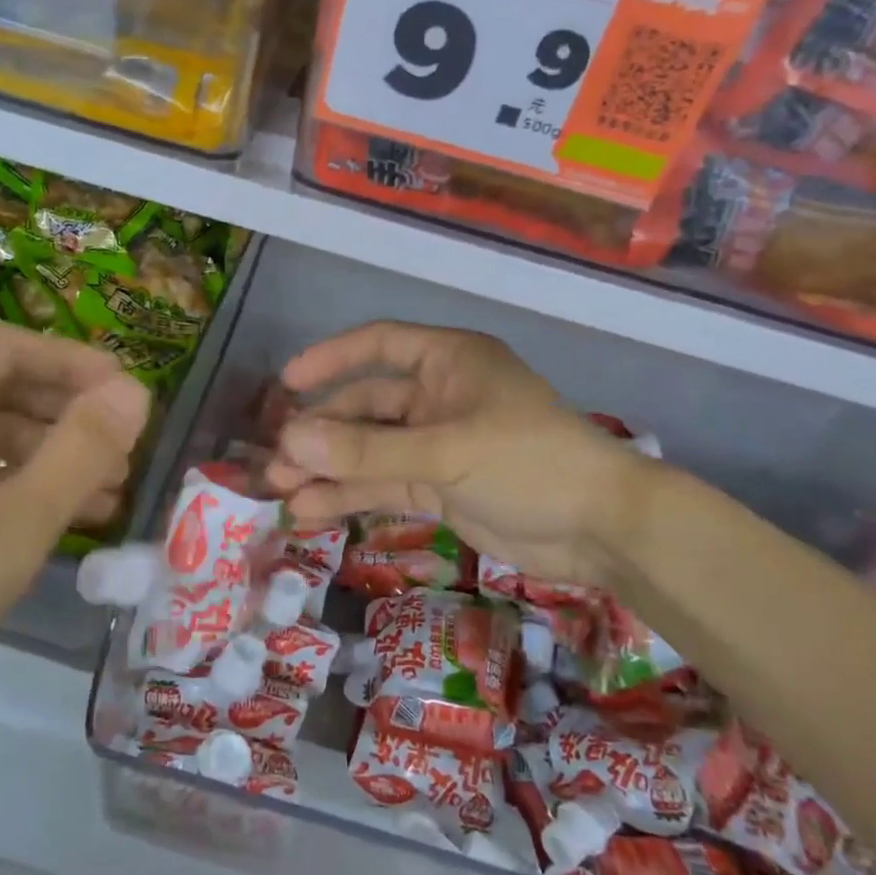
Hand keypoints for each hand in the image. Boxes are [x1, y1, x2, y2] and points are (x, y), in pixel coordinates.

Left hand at [0, 325, 150, 749]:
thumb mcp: (15, 525)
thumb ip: (85, 450)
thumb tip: (137, 391)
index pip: (11, 347)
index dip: (79, 367)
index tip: (133, 399)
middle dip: (64, 421)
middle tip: (122, 460)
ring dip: (33, 458)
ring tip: (96, 502)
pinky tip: (31, 522)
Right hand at [265, 322, 657, 586]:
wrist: (600, 529)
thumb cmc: (528, 462)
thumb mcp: (446, 451)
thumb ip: (368, 449)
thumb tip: (290, 438)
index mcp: (449, 362)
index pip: (379, 345)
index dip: (331, 359)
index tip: (287, 383)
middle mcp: (440, 396)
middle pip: (367, 405)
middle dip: (322, 430)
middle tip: (275, 458)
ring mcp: (439, 445)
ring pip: (371, 449)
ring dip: (329, 467)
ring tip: (281, 488)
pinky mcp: (442, 487)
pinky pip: (386, 484)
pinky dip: (352, 495)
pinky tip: (311, 511)